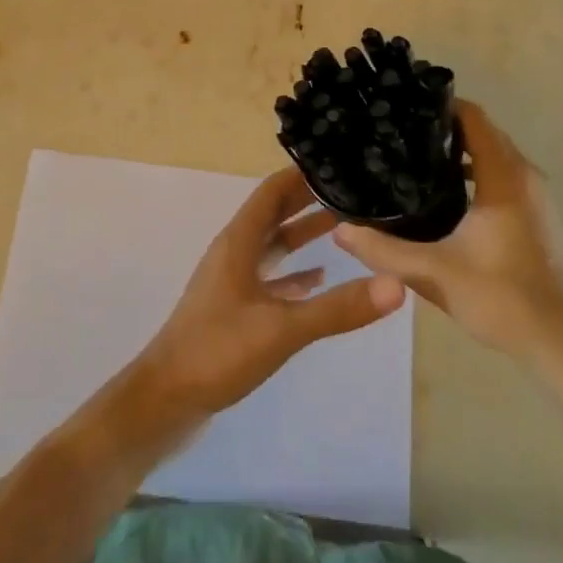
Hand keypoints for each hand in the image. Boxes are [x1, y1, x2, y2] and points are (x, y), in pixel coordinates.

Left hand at [124, 167, 405, 430]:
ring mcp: (232, 280)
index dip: (302, 175)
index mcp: (238, 241)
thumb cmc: (218, 351)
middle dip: (309, 200)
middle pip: (274, 213)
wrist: (166, 398)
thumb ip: (337, 307)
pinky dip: (294, 273)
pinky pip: (269, 278)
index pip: (272, 191)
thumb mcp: (282, 328)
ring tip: (345, 226)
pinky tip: (320, 278)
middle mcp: (234, 252)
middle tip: (352, 191)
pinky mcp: (234, 308)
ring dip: (302, 234)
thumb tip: (397, 284)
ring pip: (272, 245)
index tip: (340, 164)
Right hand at [333, 101, 562, 392]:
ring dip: (459, 150)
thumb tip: (340, 231)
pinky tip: (441, 194)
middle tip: (396, 129)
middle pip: (483, 131)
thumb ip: (384, 250)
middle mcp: (524, 176)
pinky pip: (501, 175)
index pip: (474, 118)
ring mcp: (534, 196)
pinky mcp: (536, 216)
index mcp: (504, 177)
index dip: (439, 104)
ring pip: (493, 154)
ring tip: (411, 156)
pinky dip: (474, 171)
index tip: (402, 104)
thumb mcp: (433, 273)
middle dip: (442, 125)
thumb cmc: (502, 298)